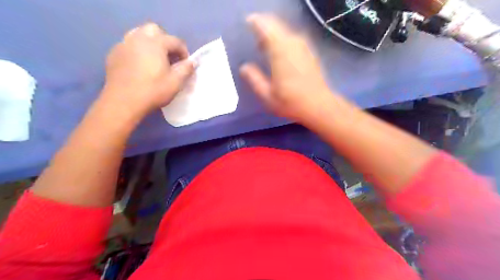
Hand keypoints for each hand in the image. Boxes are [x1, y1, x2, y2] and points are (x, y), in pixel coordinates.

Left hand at [102, 22, 193, 116]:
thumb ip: (186, 69)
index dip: (184, 51)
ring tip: (154, 59)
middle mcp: (138, 38)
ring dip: (150, 43)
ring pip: (138, 34)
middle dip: (165, 41)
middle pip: (154, 30)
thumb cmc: (153, 91)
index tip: (185, 64)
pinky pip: (128, 45)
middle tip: (169, 57)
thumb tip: (191, 62)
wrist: (123, 102)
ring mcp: (123, 45)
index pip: (175, 40)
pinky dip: (137, 50)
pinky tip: (139, 65)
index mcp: (155, 43)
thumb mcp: (176, 82)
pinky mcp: (114, 54)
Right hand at [241, 14, 333, 123]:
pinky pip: (293, 39)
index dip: (255, 22)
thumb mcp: (267, 95)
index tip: (247, 24)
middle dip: (264, 28)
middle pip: (276, 25)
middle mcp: (293, 43)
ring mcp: (303, 46)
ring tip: (264, 48)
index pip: (265, 26)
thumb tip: (244, 67)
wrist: (319, 106)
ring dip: (274, 35)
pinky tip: (280, 55)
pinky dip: (283, 41)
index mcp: (280, 51)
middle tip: (255, 41)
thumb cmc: (291, 102)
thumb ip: (254, 79)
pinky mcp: (309, 52)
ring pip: (285, 31)